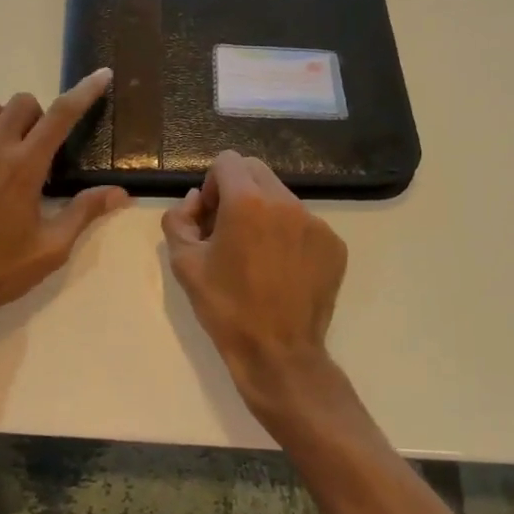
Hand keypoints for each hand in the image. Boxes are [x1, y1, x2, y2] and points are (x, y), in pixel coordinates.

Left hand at [0, 69, 127, 335]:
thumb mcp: (50, 248)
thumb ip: (84, 213)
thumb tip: (120, 192)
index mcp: (24, 168)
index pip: (61, 116)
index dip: (84, 92)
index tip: (101, 75)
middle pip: (20, 103)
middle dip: (38, 115)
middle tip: (40, 148)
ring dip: (1, 118)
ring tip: (4, 148)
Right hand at [162, 151, 348, 417]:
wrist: (278, 352)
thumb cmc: (225, 307)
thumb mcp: (183, 263)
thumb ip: (179, 219)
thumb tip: (195, 201)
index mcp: (247, 201)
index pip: (227, 161)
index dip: (212, 185)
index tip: (210, 218)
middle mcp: (286, 202)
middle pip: (256, 172)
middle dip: (237, 191)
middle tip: (228, 231)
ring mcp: (315, 223)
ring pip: (282, 197)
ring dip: (264, 213)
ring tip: (256, 255)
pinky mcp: (334, 245)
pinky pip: (304, 224)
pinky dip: (288, 235)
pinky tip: (280, 270)